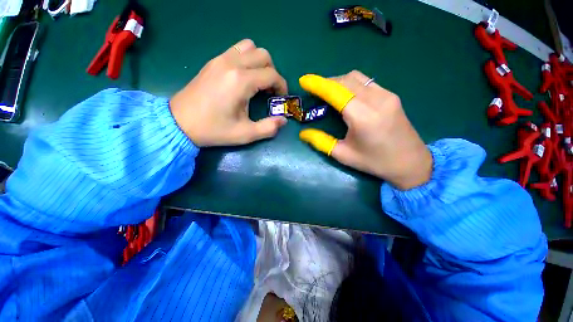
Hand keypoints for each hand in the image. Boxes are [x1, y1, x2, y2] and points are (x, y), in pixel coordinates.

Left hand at [170, 39, 287, 146]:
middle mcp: (232, 64)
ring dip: (259, 62)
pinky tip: (244, 77)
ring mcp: (220, 59)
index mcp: (241, 81)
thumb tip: (283, 120)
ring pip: (250, 47)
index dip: (282, 86)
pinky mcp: (213, 61)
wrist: (179, 122)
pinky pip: (236, 50)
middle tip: (269, 91)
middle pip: (263, 55)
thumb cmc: (214, 129)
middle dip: (273, 73)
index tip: (281, 98)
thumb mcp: (245, 134)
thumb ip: (268, 128)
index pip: (272, 74)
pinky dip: (247, 59)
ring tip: (258, 81)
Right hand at [299, 71, 432, 189]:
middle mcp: (376, 100)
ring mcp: (387, 95)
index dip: (318, 84)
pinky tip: (345, 96)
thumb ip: (321, 141)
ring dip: (338, 81)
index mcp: (363, 116)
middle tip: (314, 92)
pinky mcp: (391, 95)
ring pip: (356, 77)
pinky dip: (350, 84)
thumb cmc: (375, 162)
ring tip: (327, 93)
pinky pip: (366, 82)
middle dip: (326, 82)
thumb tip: (303, 134)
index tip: (304, 80)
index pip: (336, 91)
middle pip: (345, 80)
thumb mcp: (343, 155)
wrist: (411, 162)